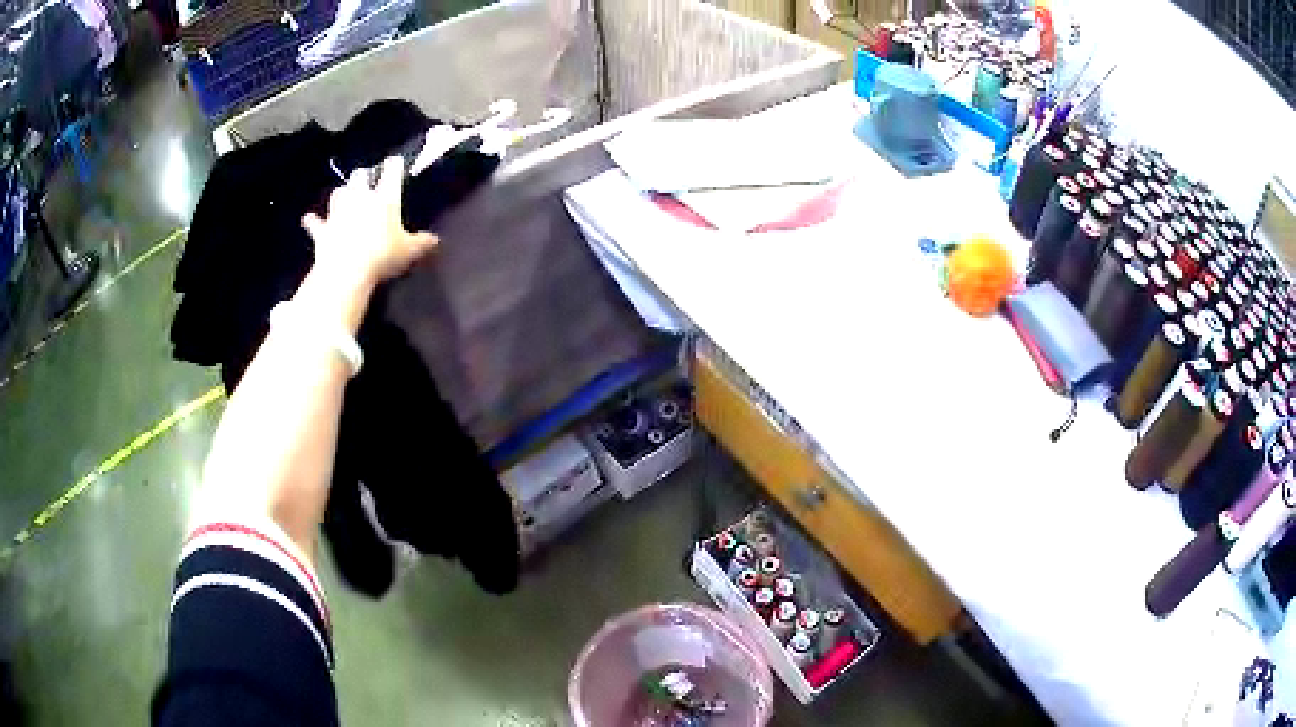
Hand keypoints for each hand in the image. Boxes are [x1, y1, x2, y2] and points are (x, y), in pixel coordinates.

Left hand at [302, 156, 437, 286]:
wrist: (347, 270)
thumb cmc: (383, 255)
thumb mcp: (409, 251)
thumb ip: (422, 243)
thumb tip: (435, 240)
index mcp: (385, 198)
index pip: (391, 172)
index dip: (394, 164)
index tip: (396, 161)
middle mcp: (360, 197)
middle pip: (360, 176)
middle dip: (363, 175)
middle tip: (367, 178)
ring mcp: (338, 212)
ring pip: (338, 193)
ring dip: (341, 193)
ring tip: (344, 196)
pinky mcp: (323, 230)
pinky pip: (315, 223)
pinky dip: (313, 221)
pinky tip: (309, 219)